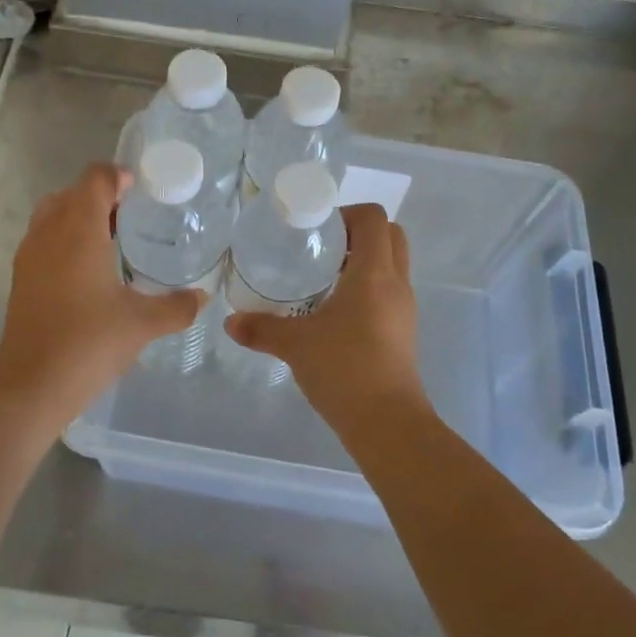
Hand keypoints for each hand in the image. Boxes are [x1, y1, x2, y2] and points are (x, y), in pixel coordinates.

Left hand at [0, 162, 205, 425]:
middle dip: (100, 196)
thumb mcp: (142, 323)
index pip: (95, 178)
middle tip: (132, 216)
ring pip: (52, 214)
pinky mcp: (21, 278)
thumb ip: (177, 306)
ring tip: (112, 241)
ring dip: (79, 217)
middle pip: (72, 192)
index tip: (142, 190)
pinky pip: (43, 239)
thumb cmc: (89, 343)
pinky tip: (89, 272)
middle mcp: (49, 232)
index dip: (119, 176)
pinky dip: (64, 239)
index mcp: (79, 229)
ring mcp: (30, 255)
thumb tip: (204, 297)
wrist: (32, 386)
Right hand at [224, 203, 428, 429]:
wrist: (387, 422)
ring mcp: (404, 308)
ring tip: (323, 277)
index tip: (317, 230)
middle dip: (358, 233)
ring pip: (392, 264)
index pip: (374, 218)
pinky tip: (334, 309)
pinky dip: (367, 286)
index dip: (347, 214)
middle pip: (390, 235)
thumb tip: (231, 322)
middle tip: (322, 248)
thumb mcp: (296, 345)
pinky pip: (389, 291)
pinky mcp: (403, 330)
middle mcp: (396, 283)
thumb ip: (261, 328)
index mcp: (375, 273)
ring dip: (363, 260)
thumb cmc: (344, 369)